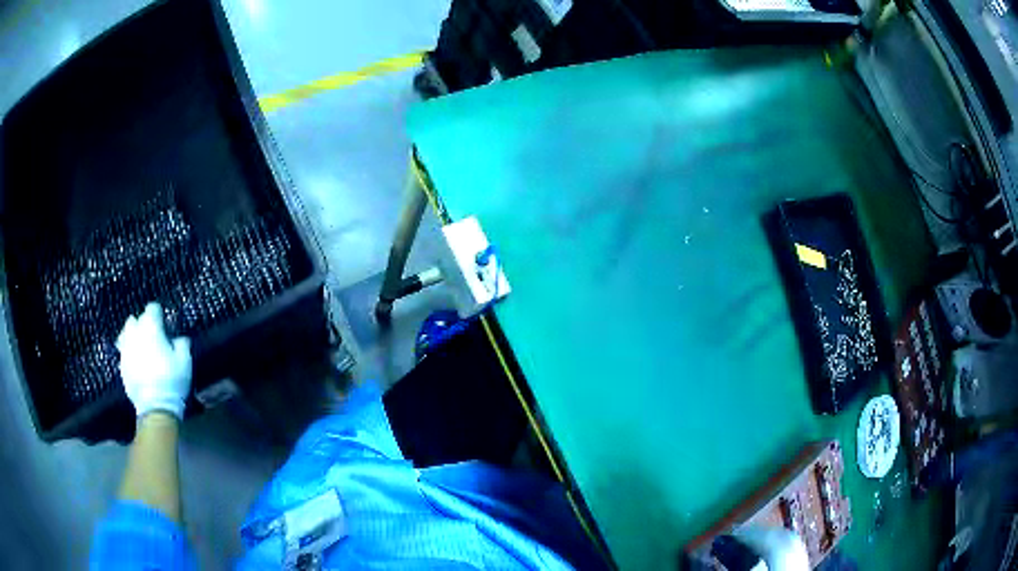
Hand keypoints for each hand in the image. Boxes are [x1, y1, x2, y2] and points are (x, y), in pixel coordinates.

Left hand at [116, 303, 191, 419]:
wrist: (155, 406)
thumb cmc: (171, 380)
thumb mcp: (185, 361)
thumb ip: (182, 343)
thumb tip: (179, 338)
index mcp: (151, 327)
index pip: (152, 308)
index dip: (159, 315)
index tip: (165, 325)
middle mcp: (135, 332)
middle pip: (136, 318)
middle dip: (144, 324)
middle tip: (153, 337)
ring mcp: (125, 348)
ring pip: (126, 333)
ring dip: (133, 336)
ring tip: (141, 347)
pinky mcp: (121, 364)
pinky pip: (124, 351)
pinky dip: (130, 352)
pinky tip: (137, 362)